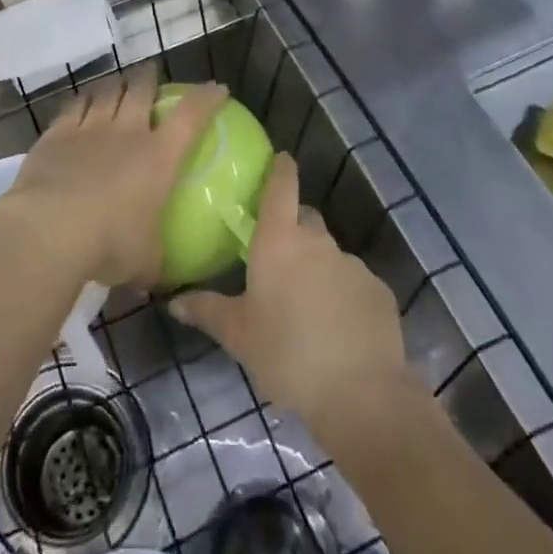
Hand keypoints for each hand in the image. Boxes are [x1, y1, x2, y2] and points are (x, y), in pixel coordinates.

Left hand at [0, 67, 228, 289]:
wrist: (49, 231)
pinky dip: (83, 99)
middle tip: (151, 74)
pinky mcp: (57, 134)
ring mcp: (90, 128)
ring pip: (107, 92)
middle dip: (149, 78)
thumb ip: (157, 262)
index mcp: (158, 157)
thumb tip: (162, 278)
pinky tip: (83, 101)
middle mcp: (127, 132)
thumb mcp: (145, 262)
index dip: (207, 98)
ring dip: (116, 84)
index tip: (217, 89)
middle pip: (142, 90)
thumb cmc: (109, 246)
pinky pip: (74, 106)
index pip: (191, 116)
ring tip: (118, 83)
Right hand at [170, 153, 412, 430]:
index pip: (281, 187)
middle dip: (294, 230)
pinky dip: (344, 296)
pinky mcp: (379, 292)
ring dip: (318, 268)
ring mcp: (352, 265)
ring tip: (307, 307)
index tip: (281, 159)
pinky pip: (354, 283)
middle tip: (279, 260)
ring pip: (330, 255)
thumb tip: (173, 300)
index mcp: (279, 241)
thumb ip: (207, 311)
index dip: (281, 169)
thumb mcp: (239, 336)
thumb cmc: (287, 355)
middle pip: (305, 220)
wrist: (361, 394)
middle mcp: (317, 242)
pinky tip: (337, 329)